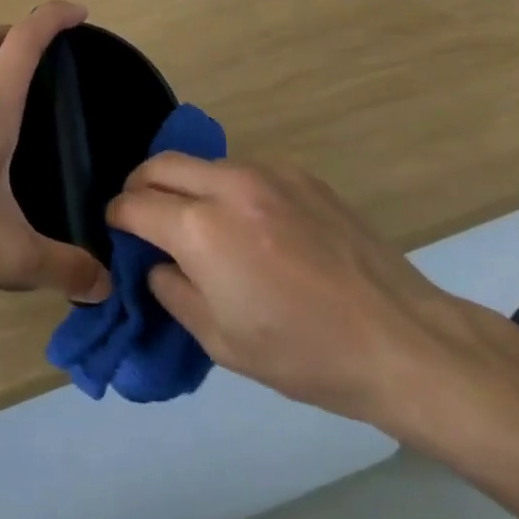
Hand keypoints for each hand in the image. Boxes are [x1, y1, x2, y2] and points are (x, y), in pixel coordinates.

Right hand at [106, 158, 485, 424]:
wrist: (401, 340)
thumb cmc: (304, 354)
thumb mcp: (220, 342)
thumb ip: (172, 292)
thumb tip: (157, 263)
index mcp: (202, 229)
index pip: (135, 204)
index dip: (117, 216)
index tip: (116, 229)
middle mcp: (228, 185)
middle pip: (161, 164)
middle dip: (140, 186)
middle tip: (144, 216)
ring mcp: (268, 173)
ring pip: (203, 164)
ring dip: (187, 186)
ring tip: (201, 224)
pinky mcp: (301, 174)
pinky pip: (245, 171)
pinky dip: (229, 190)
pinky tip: (253, 227)